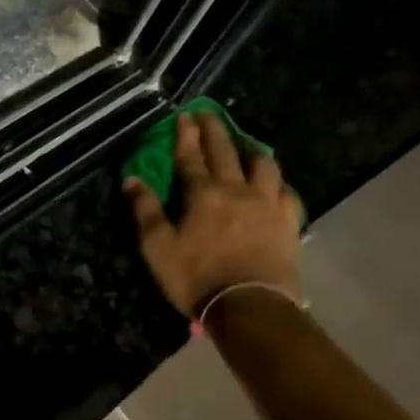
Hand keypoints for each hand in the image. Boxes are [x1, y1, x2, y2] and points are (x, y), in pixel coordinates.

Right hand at [124, 111, 303, 316]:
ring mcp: (267, 204)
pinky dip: (278, 184)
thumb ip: (145, 210)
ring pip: (264, 165)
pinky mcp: (288, 223)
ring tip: (246, 147)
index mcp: (203, 193)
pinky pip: (286, 194)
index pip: (190, 156)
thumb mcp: (158, 247)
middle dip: (214, 130)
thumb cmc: (197, 277)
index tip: (184, 114)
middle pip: (226, 151)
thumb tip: (131, 179)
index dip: (185, 134)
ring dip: (252, 151)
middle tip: (208, 114)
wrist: (250, 306)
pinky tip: (275, 185)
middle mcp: (237, 190)